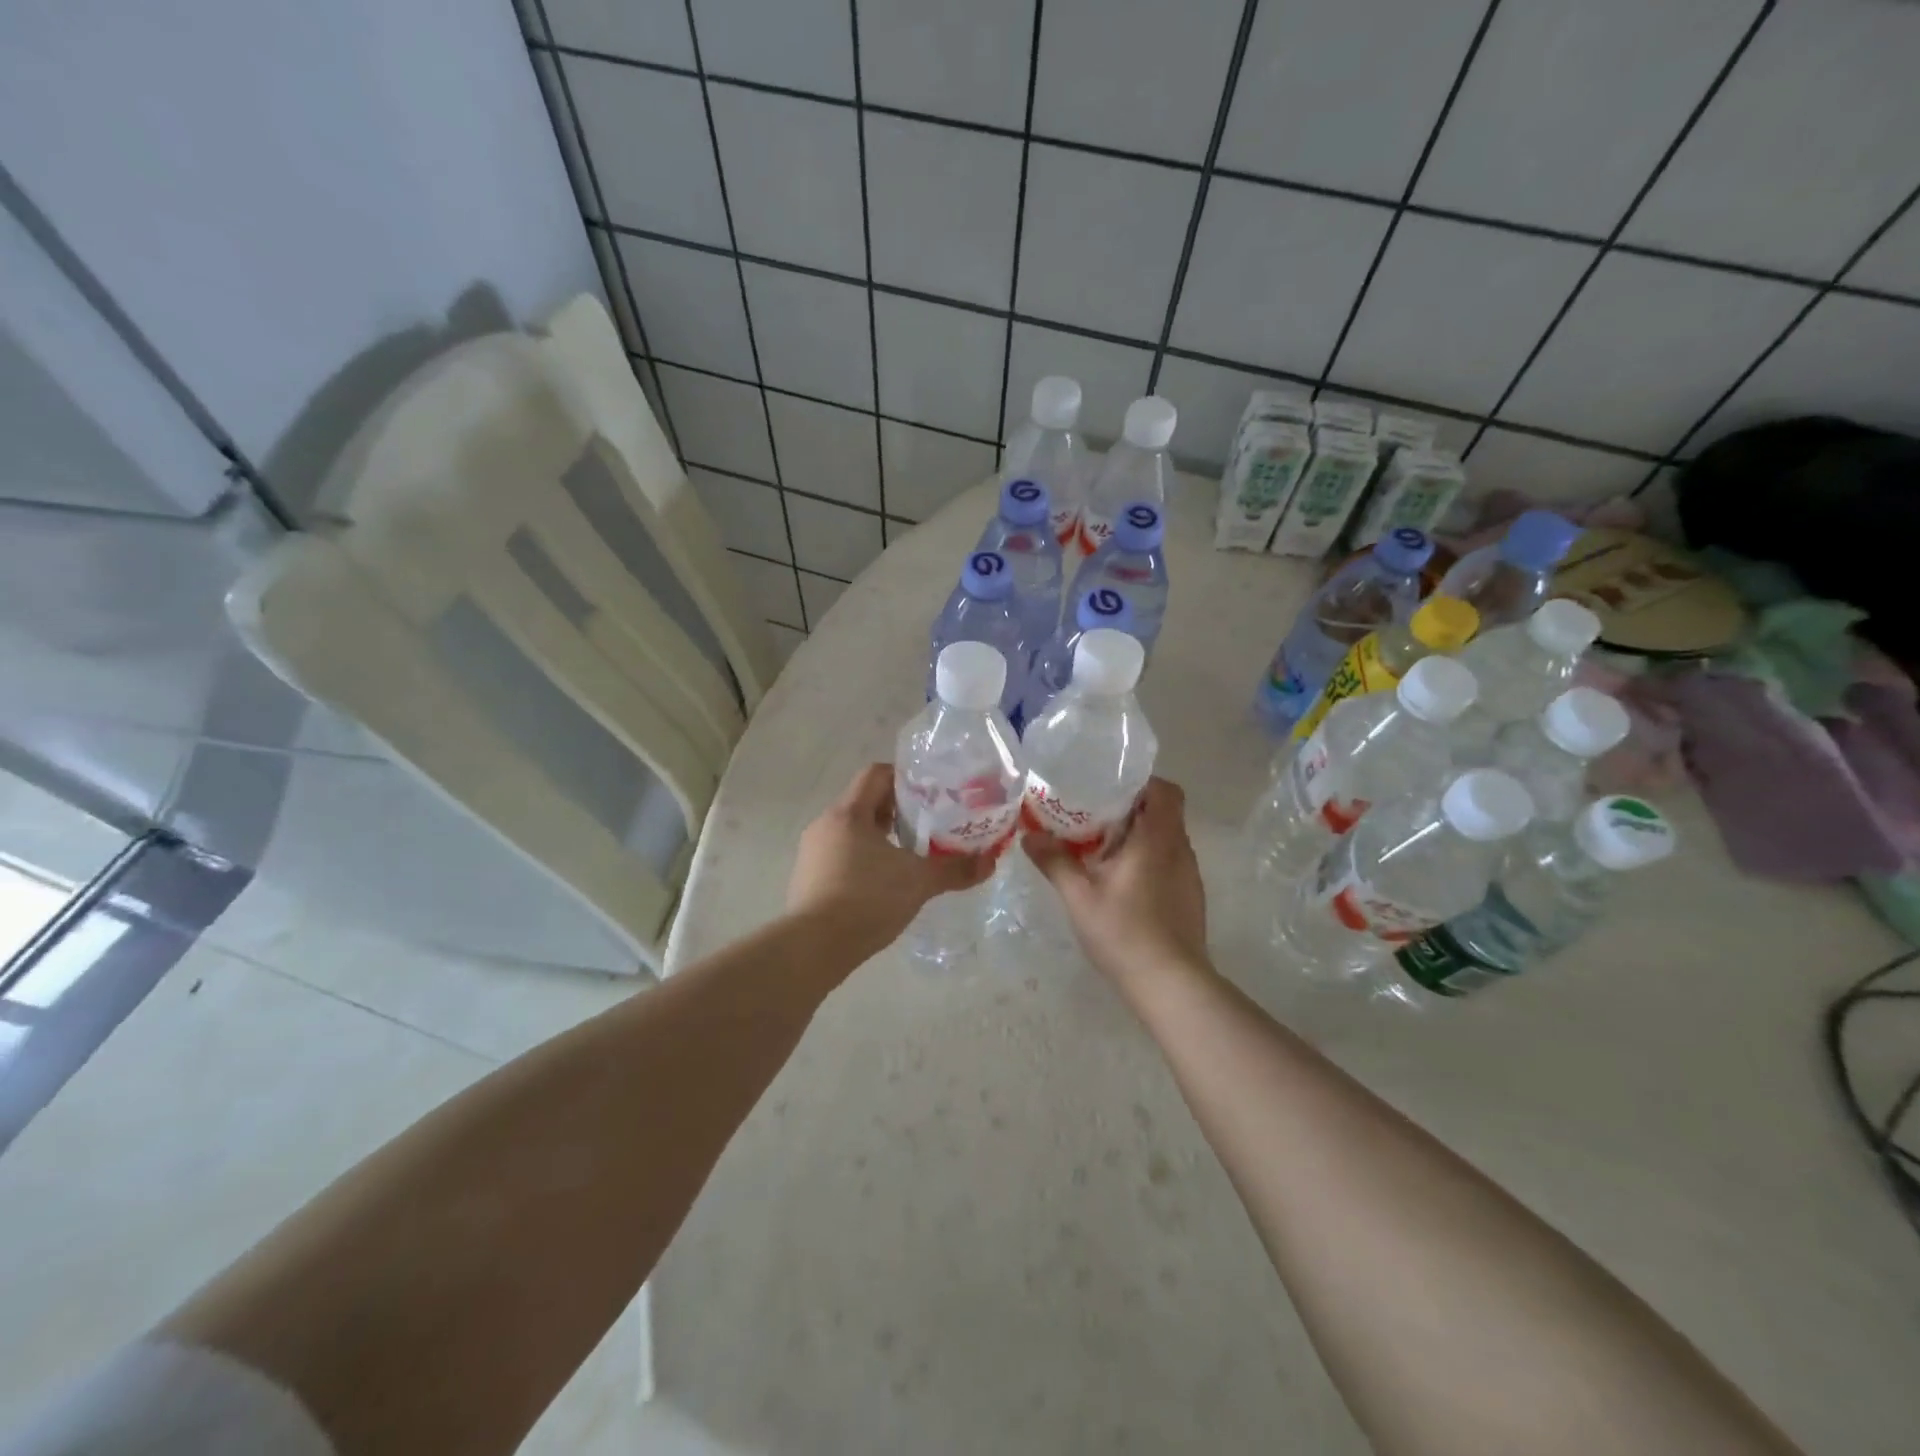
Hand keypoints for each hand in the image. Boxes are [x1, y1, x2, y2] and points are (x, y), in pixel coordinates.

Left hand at [787, 763, 995, 961]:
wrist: (813, 947)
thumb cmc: (867, 899)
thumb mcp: (919, 882)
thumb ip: (955, 869)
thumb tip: (990, 862)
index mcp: (849, 813)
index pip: (875, 774)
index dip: (904, 778)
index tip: (930, 795)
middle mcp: (825, 825)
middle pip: (864, 803)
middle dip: (897, 812)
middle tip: (926, 828)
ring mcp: (812, 853)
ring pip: (851, 831)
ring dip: (879, 838)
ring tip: (908, 858)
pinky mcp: (807, 879)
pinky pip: (839, 857)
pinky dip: (862, 861)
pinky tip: (882, 885)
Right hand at [1023, 777, 1208, 988]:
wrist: (1170, 984)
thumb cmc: (1124, 932)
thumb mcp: (1079, 897)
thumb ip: (1055, 862)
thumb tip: (1029, 836)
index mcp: (1157, 839)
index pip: (1166, 790)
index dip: (1142, 783)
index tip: (1110, 789)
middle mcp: (1179, 850)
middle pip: (1164, 812)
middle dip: (1131, 809)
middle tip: (1094, 817)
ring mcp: (1189, 874)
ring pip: (1166, 838)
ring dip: (1139, 836)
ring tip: (1103, 849)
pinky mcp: (1190, 896)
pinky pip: (1169, 861)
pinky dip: (1148, 859)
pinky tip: (1122, 882)